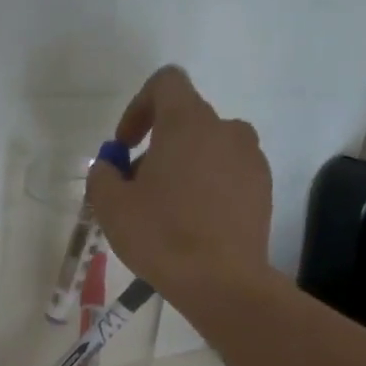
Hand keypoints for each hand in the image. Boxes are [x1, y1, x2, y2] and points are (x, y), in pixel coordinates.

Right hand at [86, 65, 273, 309]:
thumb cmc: (162, 237)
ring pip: (209, 150)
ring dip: (184, 168)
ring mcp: (251, 159)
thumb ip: (102, 176)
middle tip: (138, 190)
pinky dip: (209, 188)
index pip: (165, 83)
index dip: (138, 107)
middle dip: (157, 148)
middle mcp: (226, 129)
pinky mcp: (263, 189)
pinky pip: (229, 175)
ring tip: (167, 211)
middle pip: (186, 122)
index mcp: (188, 122)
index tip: (125, 146)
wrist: (223, 282)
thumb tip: (110, 168)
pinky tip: (194, 226)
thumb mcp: (111, 207)